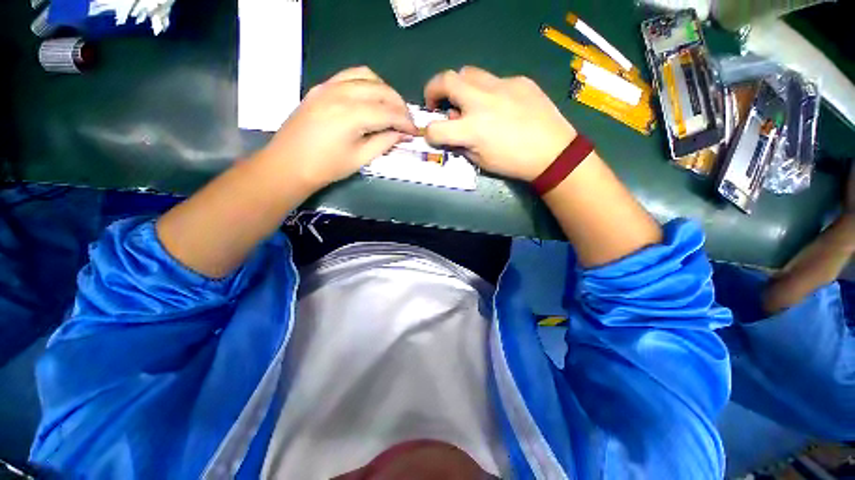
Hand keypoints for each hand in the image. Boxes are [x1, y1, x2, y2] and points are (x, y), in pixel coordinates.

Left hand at [261, 66, 417, 190]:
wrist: (288, 164)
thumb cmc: (326, 167)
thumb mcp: (360, 158)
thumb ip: (384, 142)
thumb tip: (402, 134)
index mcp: (351, 115)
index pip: (388, 112)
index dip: (405, 122)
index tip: (414, 131)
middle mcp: (341, 93)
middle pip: (380, 90)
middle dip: (399, 104)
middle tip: (406, 121)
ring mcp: (328, 87)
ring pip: (366, 76)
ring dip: (384, 90)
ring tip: (391, 108)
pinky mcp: (321, 88)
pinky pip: (349, 75)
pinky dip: (366, 83)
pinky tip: (370, 98)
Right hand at [423, 66, 575, 180]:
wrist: (552, 152)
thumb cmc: (513, 163)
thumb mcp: (481, 161)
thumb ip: (462, 144)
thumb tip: (453, 130)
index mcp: (472, 130)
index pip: (435, 128)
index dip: (429, 133)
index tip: (433, 134)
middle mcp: (481, 102)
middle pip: (445, 80)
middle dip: (433, 90)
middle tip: (438, 102)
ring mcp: (501, 86)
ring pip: (468, 73)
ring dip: (459, 86)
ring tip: (467, 100)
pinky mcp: (518, 80)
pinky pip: (494, 80)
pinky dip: (488, 92)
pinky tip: (501, 105)